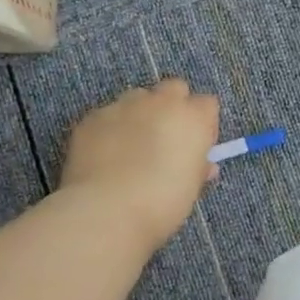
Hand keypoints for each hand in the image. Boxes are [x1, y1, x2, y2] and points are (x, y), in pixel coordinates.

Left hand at [60, 79, 219, 248]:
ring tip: (131, 146)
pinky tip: (105, 155)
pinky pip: (107, 115)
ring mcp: (124, 106)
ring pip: (137, 97)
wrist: (107, 210)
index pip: (207, 104)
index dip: (202, 125)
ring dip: (140, 114)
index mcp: (193, 118)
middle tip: (166, 138)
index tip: (195, 147)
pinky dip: (110, 129)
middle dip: (173, 107)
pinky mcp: (93, 117)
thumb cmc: (162, 203)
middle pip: (174, 88)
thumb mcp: (191, 189)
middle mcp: (161, 102)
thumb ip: (198, 169)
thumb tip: (203, 165)